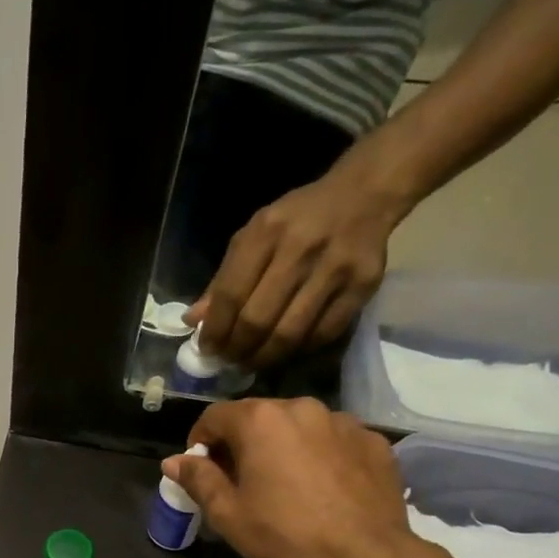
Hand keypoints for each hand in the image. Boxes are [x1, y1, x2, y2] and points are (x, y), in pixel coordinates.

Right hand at [162, 399, 415, 557]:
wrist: (365, 556)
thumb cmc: (285, 533)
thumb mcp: (228, 513)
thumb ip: (198, 479)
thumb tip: (173, 461)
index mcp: (260, 420)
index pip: (214, 416)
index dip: (200, 441)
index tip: (201, 469)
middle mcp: (301, 408)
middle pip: (258, 417)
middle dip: (242, 442)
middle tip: (240, 480)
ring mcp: (343, 422)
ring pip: (298, 426)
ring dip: (283, 446)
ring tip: (286, 484)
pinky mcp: (373, 441)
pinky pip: (334, 440)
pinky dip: (321, 455)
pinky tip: (323, 488)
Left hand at [188, 165, 408, 366]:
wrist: (363, 195)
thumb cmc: (296, 219)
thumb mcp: (252, 236)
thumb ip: (223, 278)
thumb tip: (194, 320)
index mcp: (266, 232)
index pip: (230, 294)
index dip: (215, 330)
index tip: (208, 350)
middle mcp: (301, 249)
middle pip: (258, 319)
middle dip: (238, 349)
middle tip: (230, 361)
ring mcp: (336, 268)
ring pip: (290, 333)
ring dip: (265, 357)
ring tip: (252, 363)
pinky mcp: (364, 285)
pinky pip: (324, 333)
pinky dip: (300, 350)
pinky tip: (286, 352)